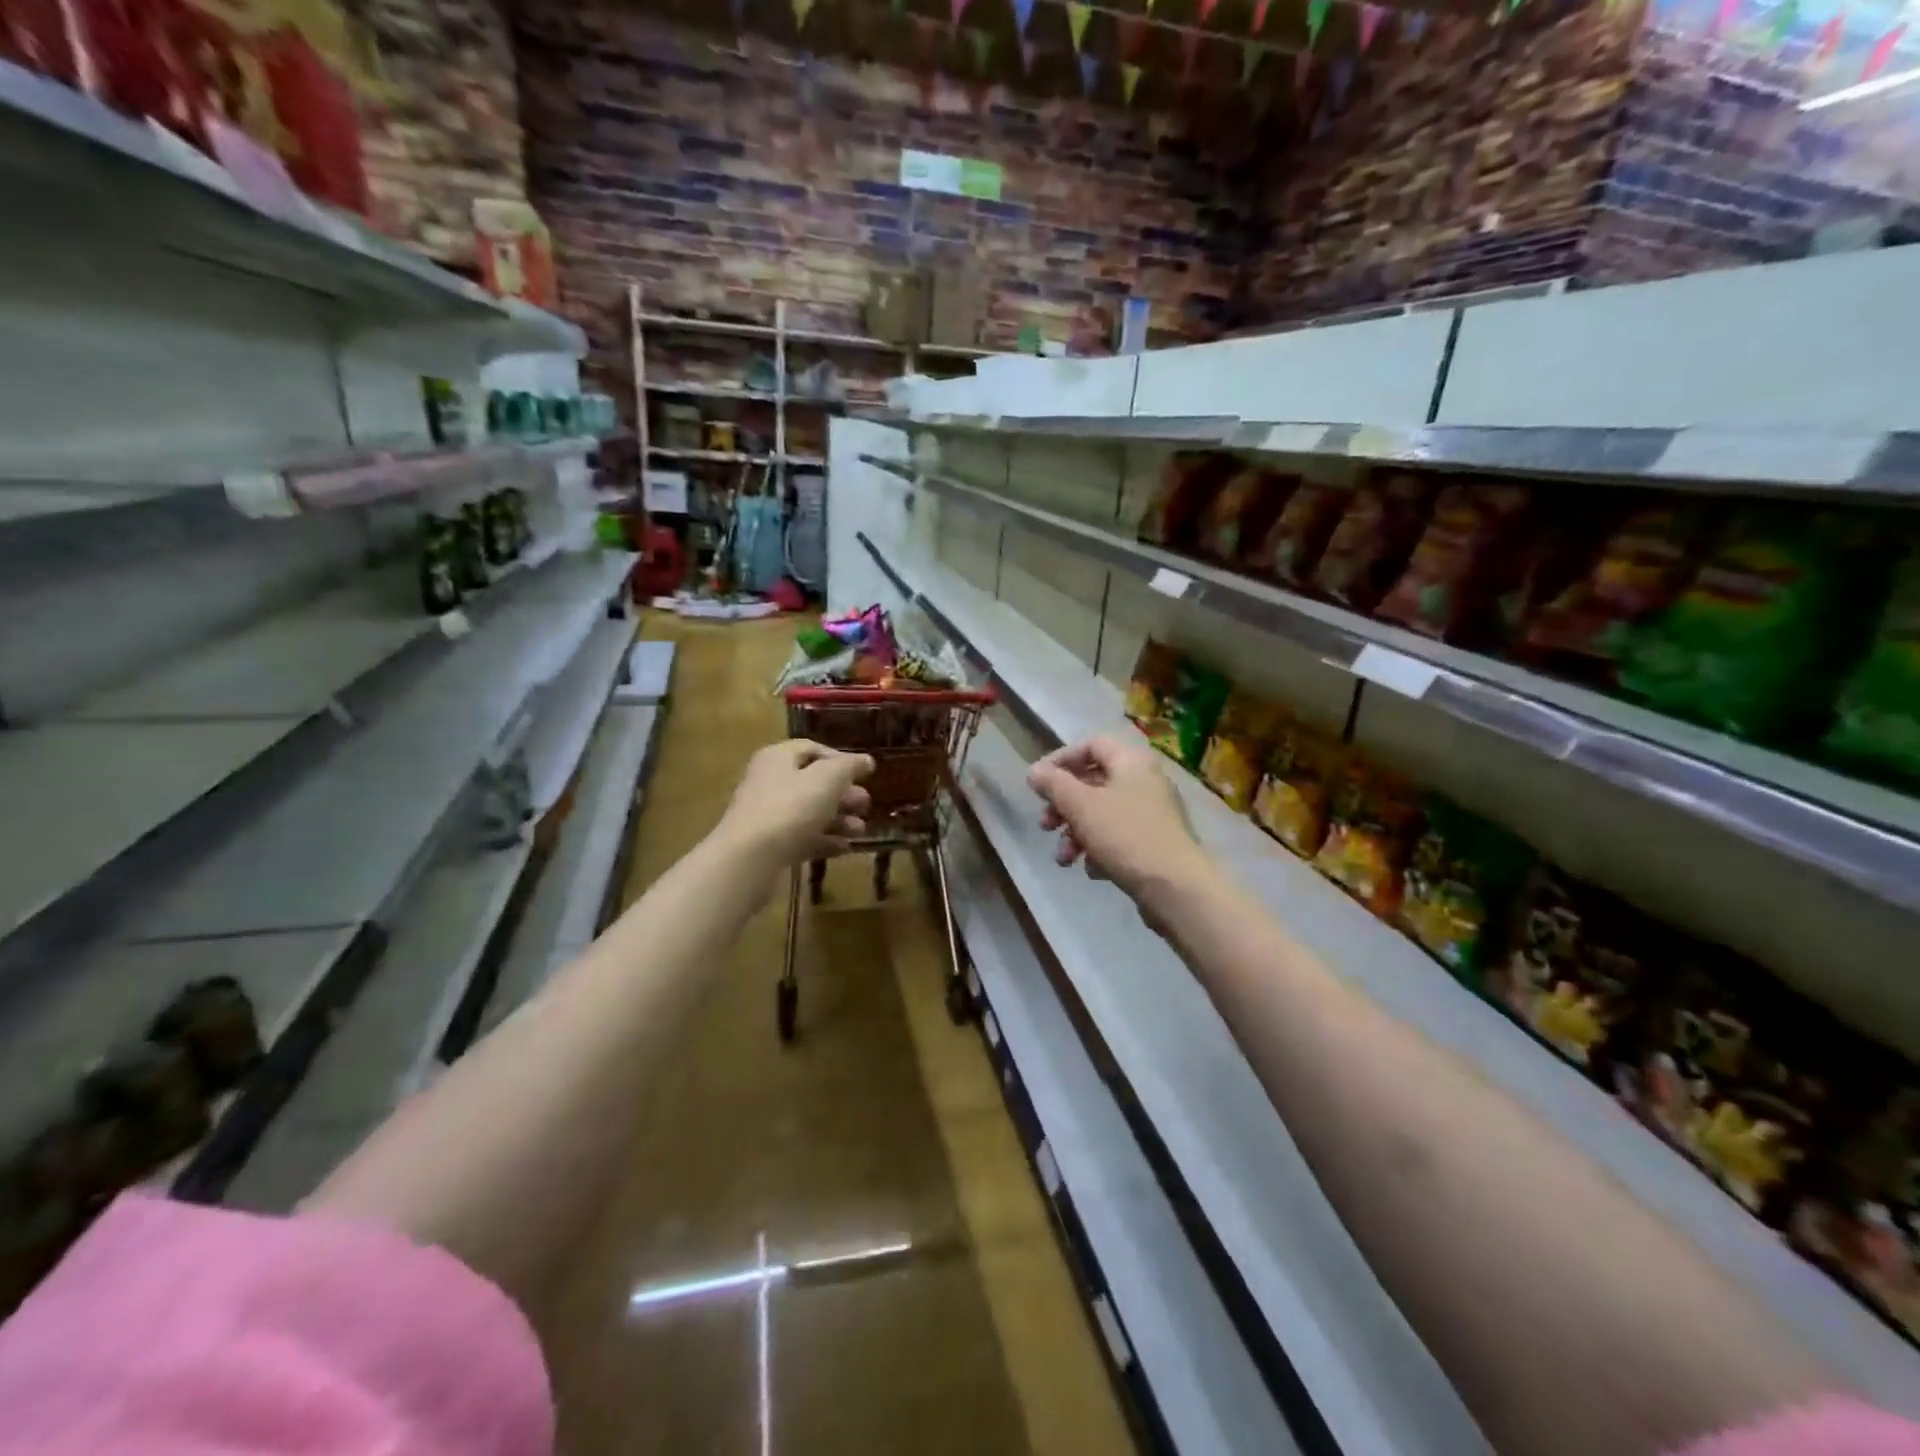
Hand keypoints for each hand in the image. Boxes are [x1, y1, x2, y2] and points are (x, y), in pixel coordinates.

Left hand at [719, 740, 874, 869]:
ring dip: (839, 819)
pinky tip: (844, 848)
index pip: (812, 749)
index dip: (840, 759)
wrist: (751, 858)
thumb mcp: (828, 778)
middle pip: (813, 783)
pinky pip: (802, 837)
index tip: (864, 774)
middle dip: (843, 794)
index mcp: (778, 758)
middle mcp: (770, 782)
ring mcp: (767, 816)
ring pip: (809, 812)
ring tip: (860, 831)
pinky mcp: (769, 845)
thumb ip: (850, 766)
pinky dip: (824, 840)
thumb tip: (866, 760)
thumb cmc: (791, 807)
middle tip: (865, 804)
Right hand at [1026, 736, 1210, 907]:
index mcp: (1131, 762)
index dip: (1061, 759)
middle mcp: (1145, 781)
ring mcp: (1152, 813)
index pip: (1091, 745)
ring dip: (1076, 833)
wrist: (1176, 887)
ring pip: (1102, 813)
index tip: (1038, 783)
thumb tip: (1034, 771)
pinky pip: (1118, 837)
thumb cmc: (1125, 836)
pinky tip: (1092, 869)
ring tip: (1063, 859)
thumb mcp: (1081, 806)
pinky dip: (1099, 849)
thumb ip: (1054, 784)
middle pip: (1093, 782)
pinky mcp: (1154, 843)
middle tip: (1045, 825)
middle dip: (1063, 805)